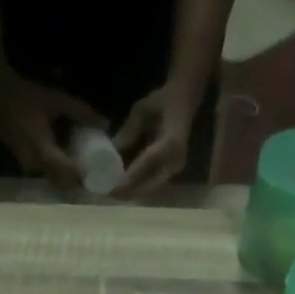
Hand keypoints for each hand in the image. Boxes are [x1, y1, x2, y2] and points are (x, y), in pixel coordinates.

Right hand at [0, 72, 105, 189]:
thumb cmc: (25, 97)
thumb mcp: (55, 100)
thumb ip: (80, 111)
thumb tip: (105, 123)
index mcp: (43, 151)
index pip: (68, 173)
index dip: (83, 177)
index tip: (99, 176)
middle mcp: (34, 165)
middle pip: (61, 182)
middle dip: (77, 182)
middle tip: (94, 176)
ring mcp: (27, 168)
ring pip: (52, 180)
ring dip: (67, 179)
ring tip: (84, 172)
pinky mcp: (24, 165)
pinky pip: (45, 174)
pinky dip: (58, 173)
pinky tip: (67, 165)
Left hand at [113, 82, 197, 198]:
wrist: (185, 100)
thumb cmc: (163, 100)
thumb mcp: (142, 110)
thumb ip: (128, 131)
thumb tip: (111, 151)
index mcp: (170, 143)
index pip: (147, 165)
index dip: (129, 177)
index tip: (112, 186)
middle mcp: (175, 161)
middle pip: (150, 186)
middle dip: (128, 192)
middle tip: (109, 193)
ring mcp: (175, 169)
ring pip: (151, 189)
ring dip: (132, 192)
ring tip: (114, 192)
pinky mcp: (172, 172)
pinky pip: (154, 185)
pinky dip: (139, 188)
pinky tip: (125, 186)